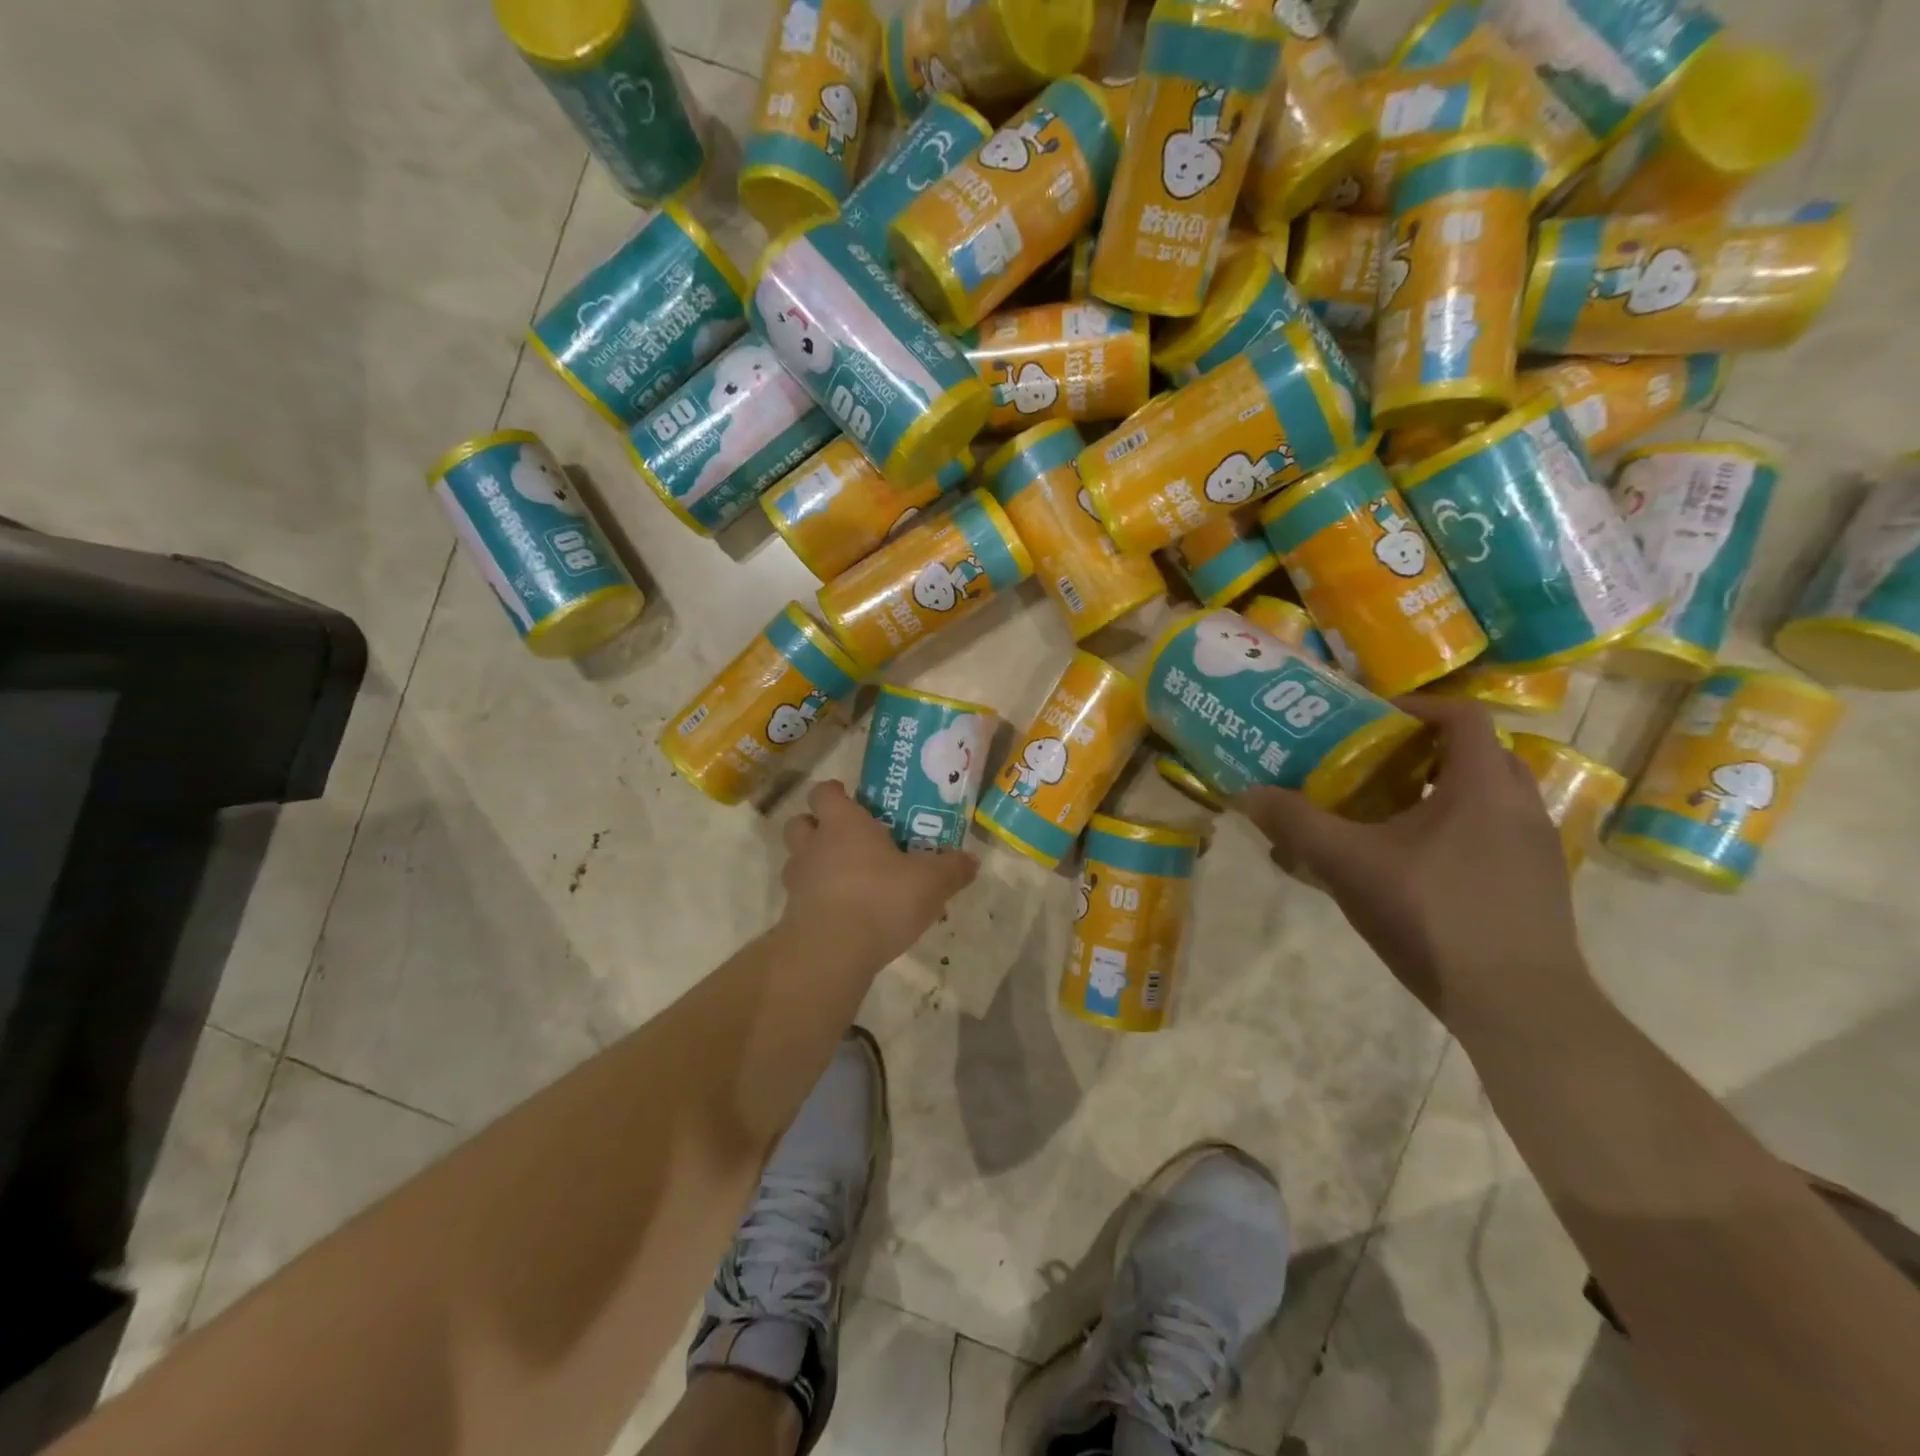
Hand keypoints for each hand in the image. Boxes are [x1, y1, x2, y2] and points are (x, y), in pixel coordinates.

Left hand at [779, 780, 977, 963]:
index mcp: (843, 823)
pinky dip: (817, 899)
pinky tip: (844, 914)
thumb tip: (971, 861)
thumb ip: (952, 869)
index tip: (851, 799)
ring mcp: (798, 881)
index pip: (824, 792)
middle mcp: (814, 845)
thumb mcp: (931, 882)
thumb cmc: (881, 899)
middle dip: (817, 826)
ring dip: (815, 864)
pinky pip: (802, 897)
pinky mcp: (792, 915)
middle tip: (847, 838)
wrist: (831, 953)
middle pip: (800, 822)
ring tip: (846, 878)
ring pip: (797, 860)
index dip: (835, 792)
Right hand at [1240, 696, 1587, 1024]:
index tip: (1371, 719)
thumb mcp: (1349, 865)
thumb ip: (1297, 824)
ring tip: (1389, 816)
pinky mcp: (1539, 887)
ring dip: (1442, 793)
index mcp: (1483, 786)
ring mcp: (1538, 850)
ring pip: (1489, 798)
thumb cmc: (1434, 916)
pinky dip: (1457, 831)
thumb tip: (1249, 793)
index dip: (1415, 707)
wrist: (1519, 1006)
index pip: (1461, 716)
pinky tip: (1416, 867)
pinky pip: (1496, 836)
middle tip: (1375, 766)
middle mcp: (1522, 806)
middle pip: (1477, 754)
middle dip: (1425, 752)